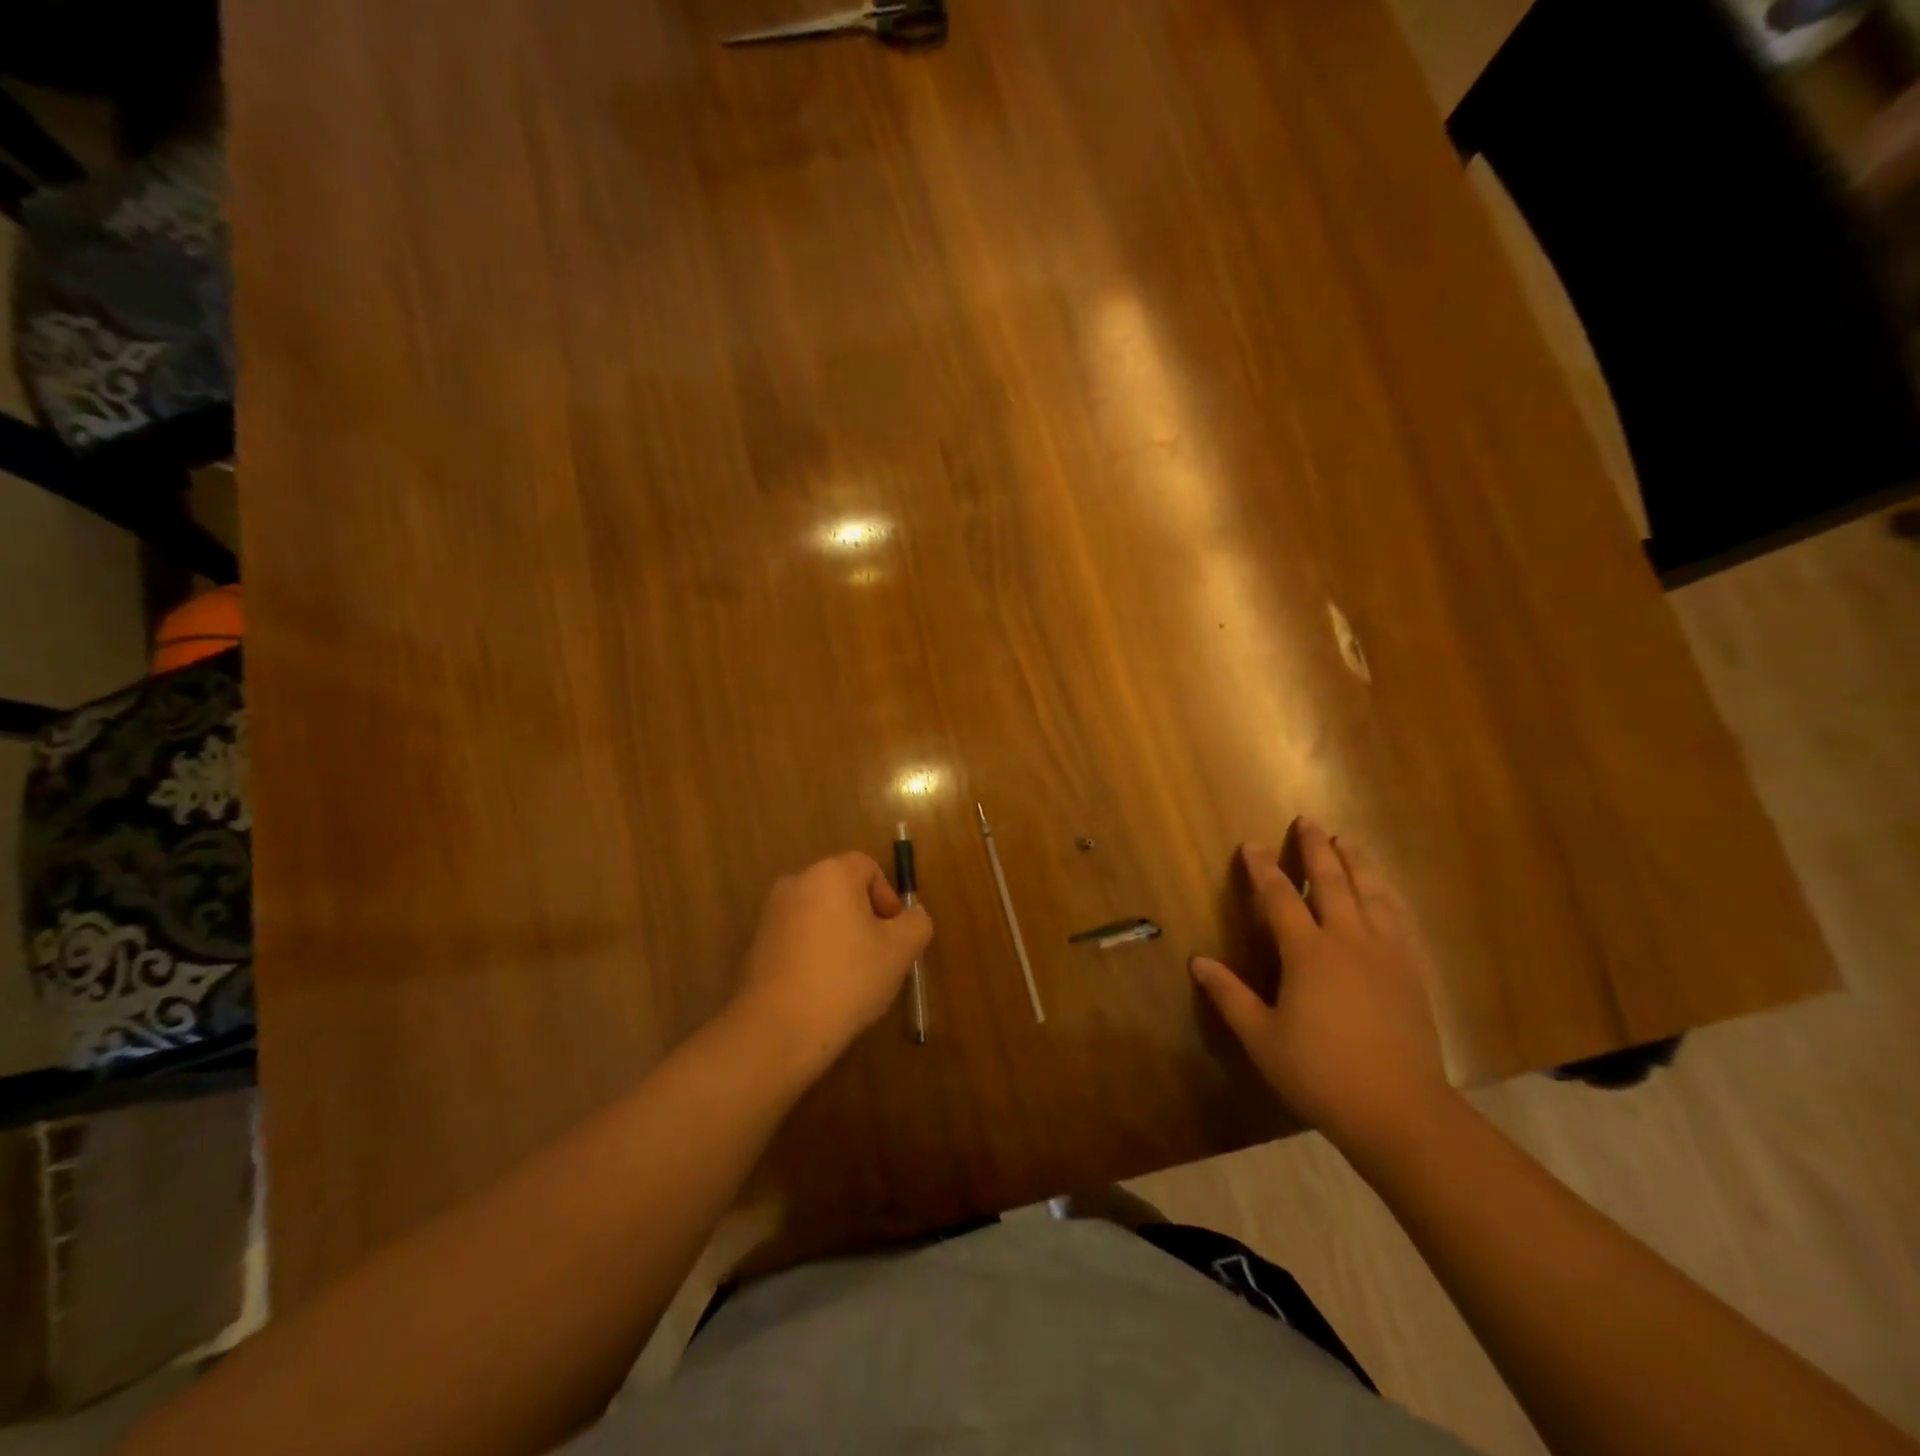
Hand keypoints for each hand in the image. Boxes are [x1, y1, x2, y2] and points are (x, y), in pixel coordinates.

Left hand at [729, 852, 932, 1074]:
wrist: (778, 1029)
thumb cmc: (847, 979)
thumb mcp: (900, 951)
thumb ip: (916, 923)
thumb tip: (911, 915)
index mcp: (831, 874)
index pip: (868, 868)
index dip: (888, 898)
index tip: (894, 935)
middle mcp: (796, 883)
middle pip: (842, 890)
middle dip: (865, 918)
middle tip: (878, 956)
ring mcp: (771, 914)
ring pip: (820, 915)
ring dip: (839, 936)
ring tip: (851, 977)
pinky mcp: (757, 944)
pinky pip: (798, 936)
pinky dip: (814, 952)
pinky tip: (823, 988)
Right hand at [1190, 819, 1451, 1152]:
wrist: (1401, 1111)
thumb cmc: (1321, 1074)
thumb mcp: (1262, 1038)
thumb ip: (1229, 995)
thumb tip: (1197, 962)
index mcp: (1308, 953)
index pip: (1280, 898)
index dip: (1263, 870)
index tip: (1252, 845)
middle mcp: (1349, 941)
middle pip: (1333, 882)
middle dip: (1316, 850)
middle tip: (1309, 822)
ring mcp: (1387, 954)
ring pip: (1372, 893)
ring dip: (1357, 862)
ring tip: (1348, 841)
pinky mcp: (1413, 972)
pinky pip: (1400, 920)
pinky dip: (1388, 896)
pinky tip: (1386, 892)